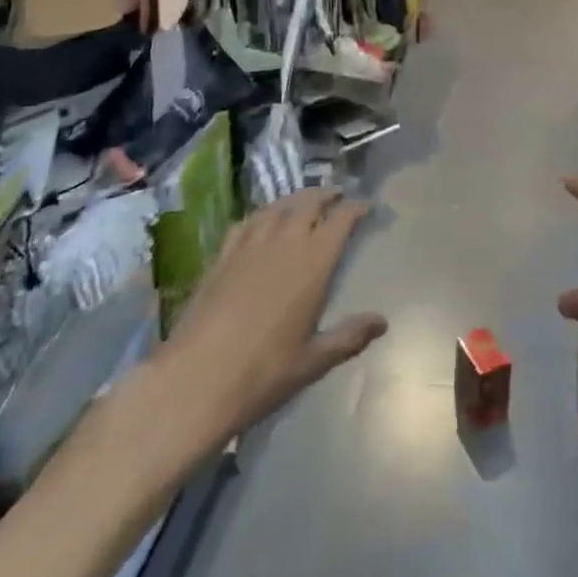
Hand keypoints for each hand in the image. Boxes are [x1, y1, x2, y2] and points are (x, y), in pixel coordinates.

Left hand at [156, 188, 386, 443]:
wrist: (195, 381)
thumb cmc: (262, 374)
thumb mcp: (312, 362)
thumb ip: (349, 337)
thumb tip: (382, 322)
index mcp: (313, 263)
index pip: (341, 219)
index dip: (356, 208)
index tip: (367, 206)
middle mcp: (284, 243)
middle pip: (309, 203)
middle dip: (327, 195)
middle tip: (338, 196)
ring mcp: (250, 246)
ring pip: (279, 206)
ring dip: (297, 199)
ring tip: (306, 200)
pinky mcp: (222, 256)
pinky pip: (248, 222)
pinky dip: (263, 213)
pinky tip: (263, 220)